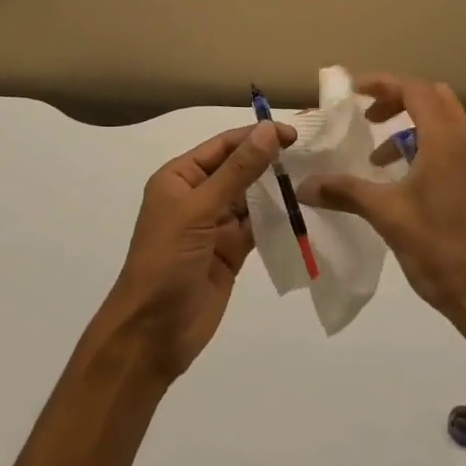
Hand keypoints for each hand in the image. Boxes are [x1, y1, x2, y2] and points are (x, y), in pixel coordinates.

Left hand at [95, 121, 292, 384]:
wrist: (152, 333)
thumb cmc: (166, 261)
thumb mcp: (199, 210)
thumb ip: (237, 171)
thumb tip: (268, 131)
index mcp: (179, 177)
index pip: (222, 146)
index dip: (256, 136)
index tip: (293, 134)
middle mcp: (197, 196)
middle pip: (238, 169)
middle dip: (269, 160)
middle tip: (312, 155)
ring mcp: (214, 225)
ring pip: (250, 198)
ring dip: (276, 189)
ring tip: (313, 178)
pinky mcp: (230, 252)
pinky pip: (257, 227)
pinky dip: (277, 219)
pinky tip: (302, 211)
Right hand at [302, 74, 465, 341]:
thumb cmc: (439, 249)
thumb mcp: (387, 216)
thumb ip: (345, 192)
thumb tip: (304, 186)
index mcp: (446, 143)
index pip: (415, 91)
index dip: (383, 83)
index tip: (352, 91)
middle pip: (435, 98)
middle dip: (398, 98)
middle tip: (367, 115)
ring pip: (445, 124)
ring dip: (410, 126)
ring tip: (378, 158)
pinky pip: (451, 148)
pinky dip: (424, 148)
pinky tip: (401, 184)